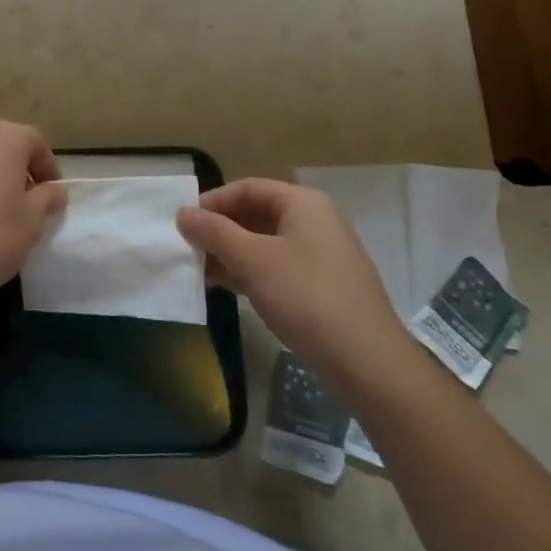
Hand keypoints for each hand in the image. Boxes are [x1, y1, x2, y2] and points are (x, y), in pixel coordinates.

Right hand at [177, 179, 412, 387]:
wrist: (368, 362)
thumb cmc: (306, 297)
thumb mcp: (253, 260)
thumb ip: (214, 233)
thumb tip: (183, 213)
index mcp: (303, 204)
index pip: (248, 188)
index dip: (213, 201)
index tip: (184, 223)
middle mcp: (315, 221)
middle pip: (256, 214)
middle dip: (220, 230)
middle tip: (189, 249)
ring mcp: (321, 255)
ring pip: (265, 243)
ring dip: (231, 254)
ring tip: (201, 272)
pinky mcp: (322, 286)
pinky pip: (277, 267)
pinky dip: (250, 273)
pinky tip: (227, 289)